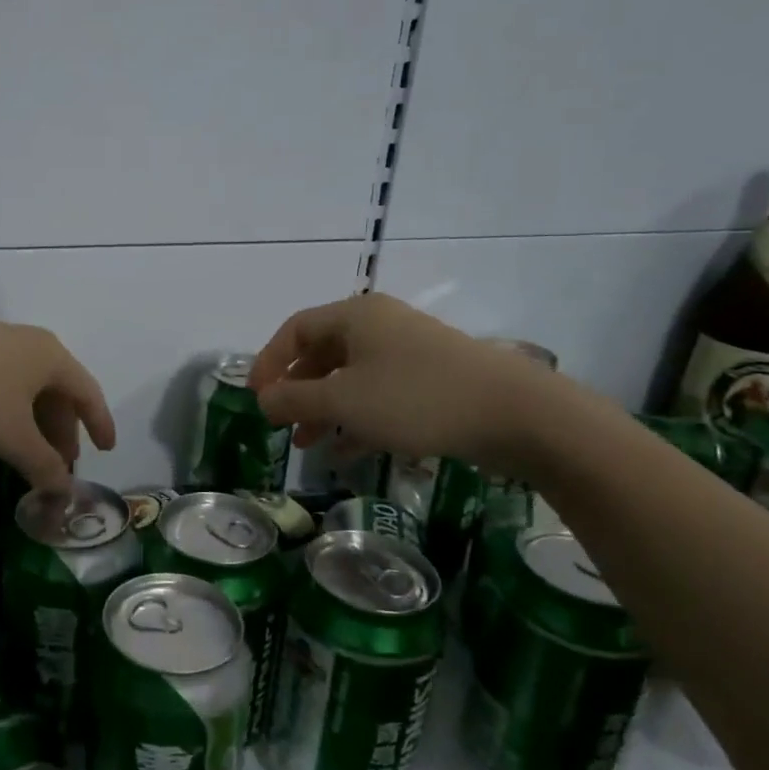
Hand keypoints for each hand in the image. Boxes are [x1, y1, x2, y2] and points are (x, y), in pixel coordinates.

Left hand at [0, 305, 114, 490]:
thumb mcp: (12, 437)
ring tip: (22, 452)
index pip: (88, 393)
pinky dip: (3, 410)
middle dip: (60, 430)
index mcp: (50, 357)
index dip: (100, 424)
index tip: (106, 450)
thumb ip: (43, 464)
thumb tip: (65, 490)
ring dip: (30, 422)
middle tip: (57, 464)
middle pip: (56, 390)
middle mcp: (26, 342)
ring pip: (23, 386)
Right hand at [249, 294, 559, 472]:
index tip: (255, 397)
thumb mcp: (343, 400)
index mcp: (354, 316)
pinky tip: (345, 453)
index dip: (268, 361)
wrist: (513, 413)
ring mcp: (408, 352)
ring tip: (307, 444)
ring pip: (350, 378)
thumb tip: (263, 400)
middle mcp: (379, 326)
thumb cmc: (414, 397)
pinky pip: (378, 395)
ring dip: (324, 409)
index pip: (295, 329)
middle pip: (322, 354)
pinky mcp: (430, 380)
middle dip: (296, 391)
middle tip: (280, 422)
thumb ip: (294, 400)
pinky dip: (356, 419)